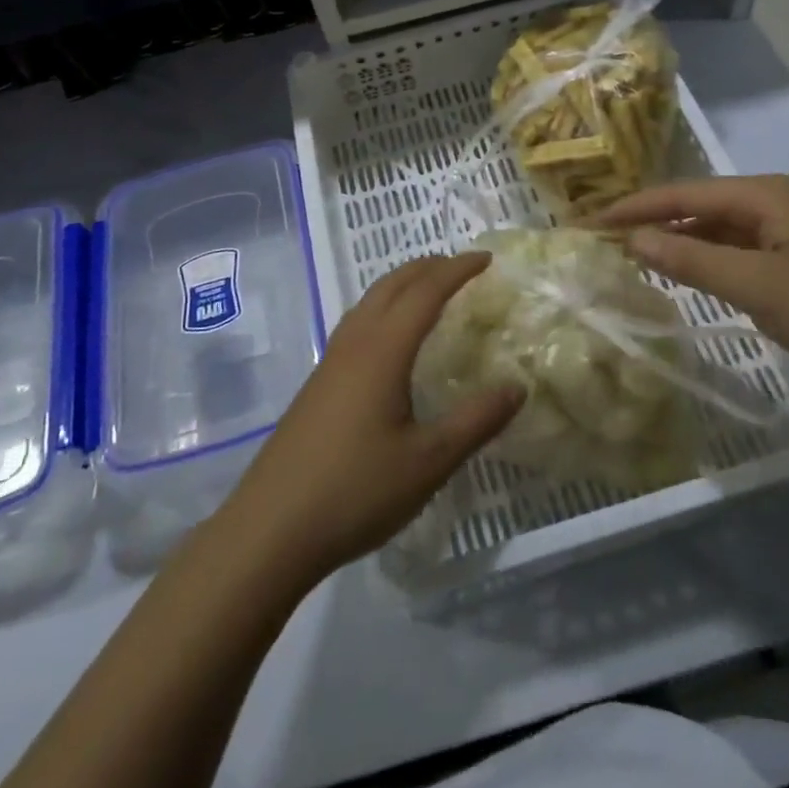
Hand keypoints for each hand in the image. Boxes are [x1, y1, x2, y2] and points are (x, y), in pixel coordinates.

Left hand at [219, 253, 523, 584]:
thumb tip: (517, 386)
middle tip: (462, 266)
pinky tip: (389, 340)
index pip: (426, 291)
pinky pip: (357, 324)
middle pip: (392, 285)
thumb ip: (476, 420)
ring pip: (369, 301)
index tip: (487, 258)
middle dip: (428, 267)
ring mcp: (330, 362)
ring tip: (429, 291)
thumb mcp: (429, 461)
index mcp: (383, 350)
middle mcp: (355, 343)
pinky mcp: (318, 384)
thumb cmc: (356, 491)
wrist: (270, 529)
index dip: (457, 270)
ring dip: (402, 284)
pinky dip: (383, 309)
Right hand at [597, 175, 788, 384]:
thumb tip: (634, 239)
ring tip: (634, 256)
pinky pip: (737, 249)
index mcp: (761, 195)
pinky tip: (688, 276)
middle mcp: (771, 201)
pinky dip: (706, 260)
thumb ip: (692, 261)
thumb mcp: (757, 286)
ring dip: (678, 240)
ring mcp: (786, 229)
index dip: (633, 207)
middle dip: (652, 221)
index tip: (590, 222)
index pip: (680, 193)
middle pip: (697, 205)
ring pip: (716, 228)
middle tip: (605, 240)